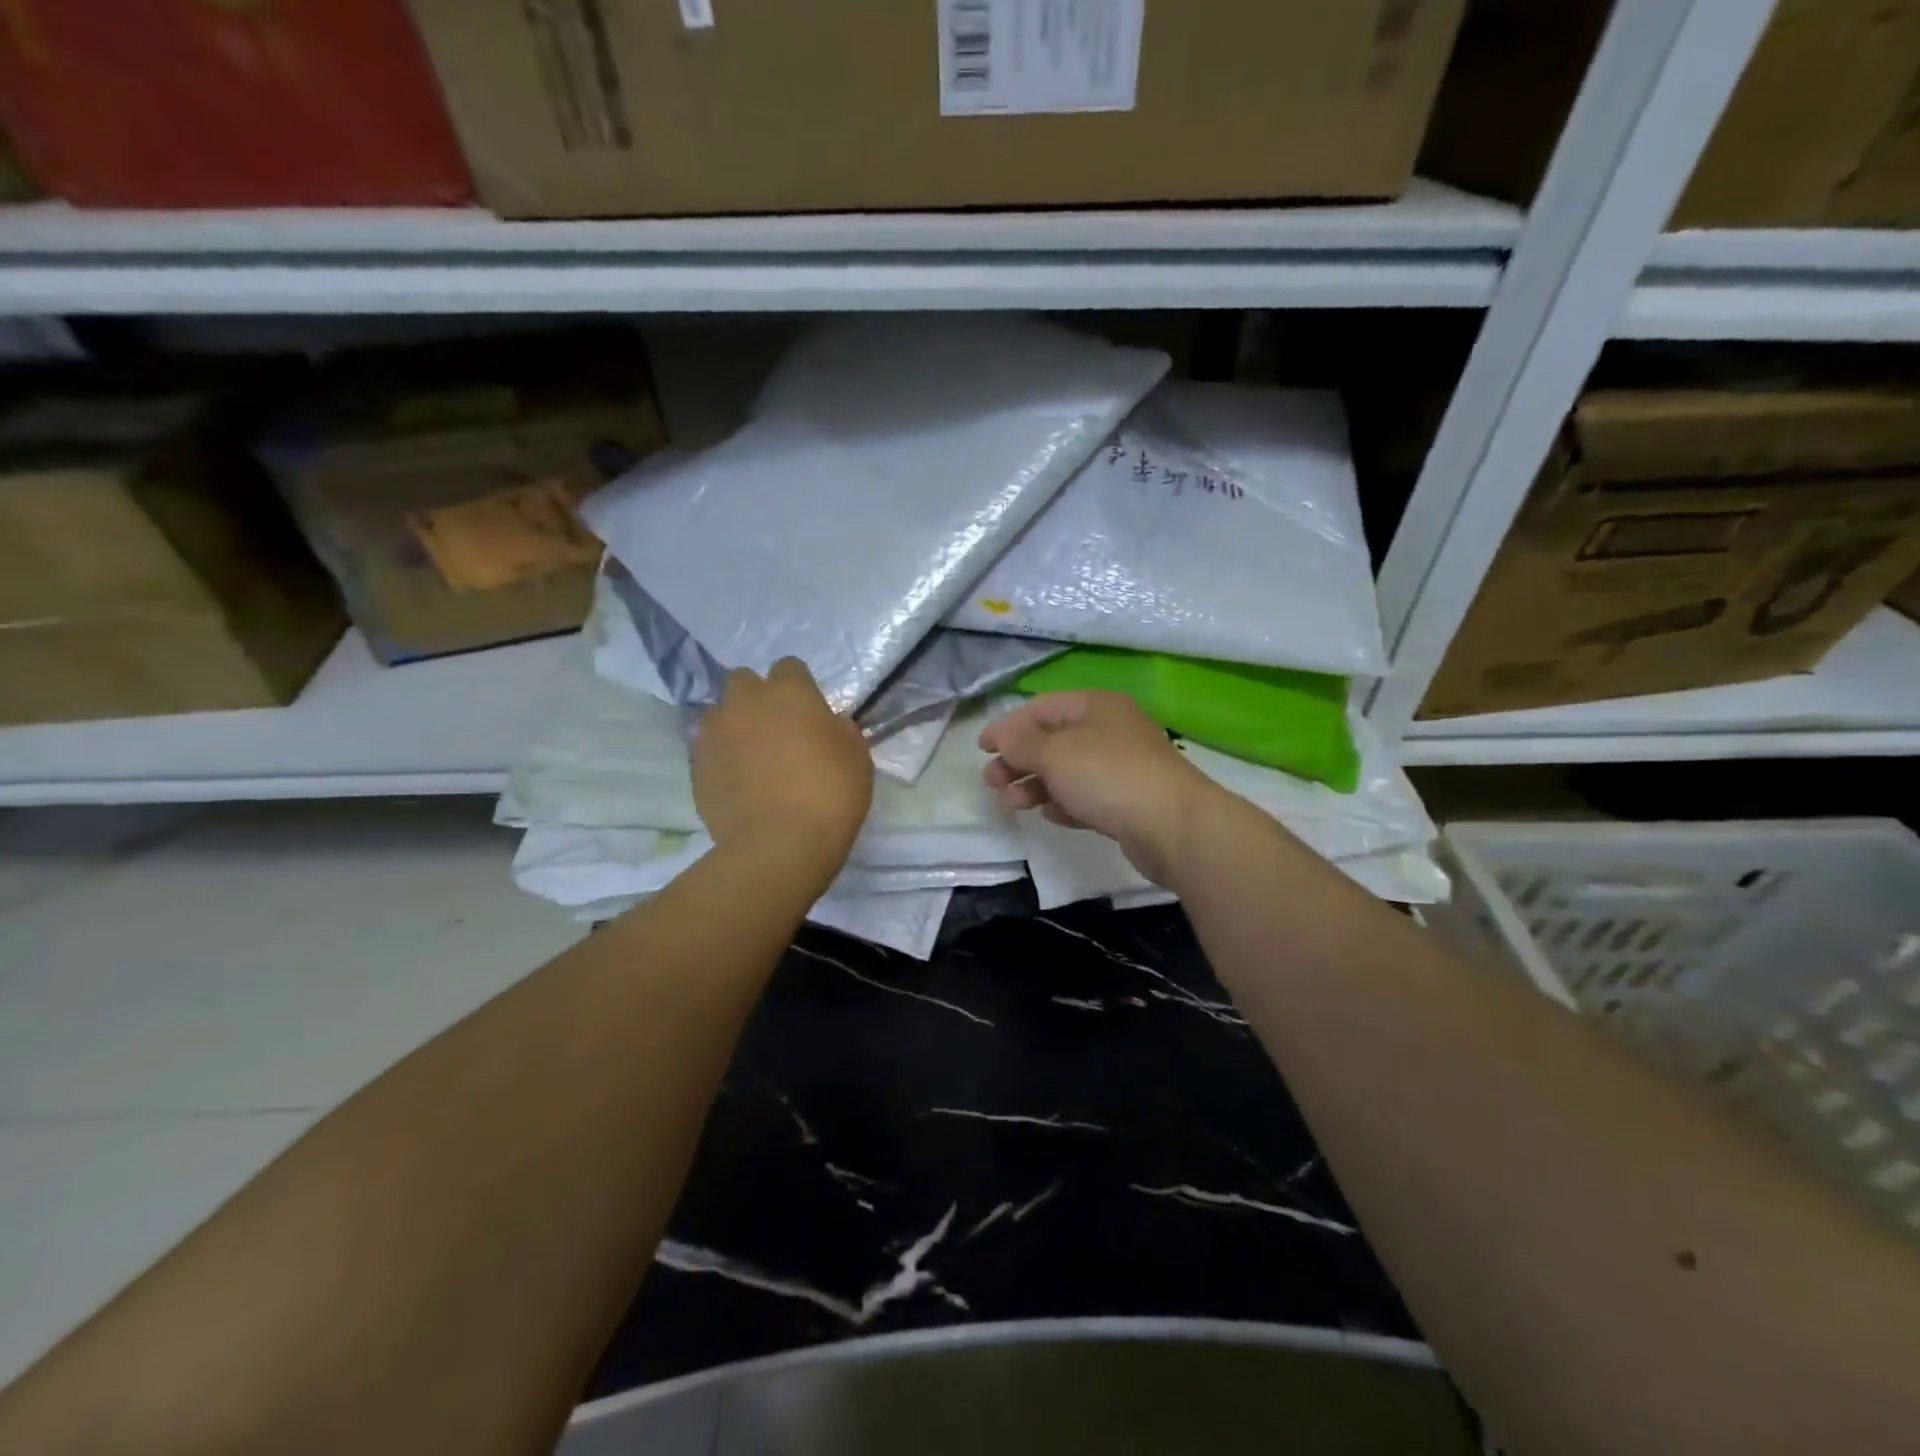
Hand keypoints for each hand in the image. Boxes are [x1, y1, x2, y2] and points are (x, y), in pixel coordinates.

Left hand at [693, 659, 873, 878]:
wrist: (778, 845)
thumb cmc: (830, 794)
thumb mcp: (857, 757)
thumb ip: (840, 730)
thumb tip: (828, 725)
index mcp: (788, 692)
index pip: (789, 667)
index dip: (799, 687)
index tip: (809, 713)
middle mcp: (745, 702)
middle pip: (744, 681)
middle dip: (757, 698)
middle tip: (777, 730)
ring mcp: (714, 734)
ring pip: (720, 715)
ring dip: (735, 727)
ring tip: (752, 760)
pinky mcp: (696, 767)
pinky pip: (709, 751)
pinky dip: (722, 760)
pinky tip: (739, 785)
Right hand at [980, 691, 1220, 885]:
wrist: (1173, 825)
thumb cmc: (1107, 775)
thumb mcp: (1054, 753)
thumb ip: (1022, 745)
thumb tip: (1003, 739)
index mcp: (1096, 706)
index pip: (1041, 708)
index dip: (1008, 726)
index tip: (981, 750)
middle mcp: (1110, 730)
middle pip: (1053, 740)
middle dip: (1018, 760)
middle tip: (992, 782)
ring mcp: (1122, 767)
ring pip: (1067, 771)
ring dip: (1035, 785)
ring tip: (1013, 804)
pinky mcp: (1128, 801)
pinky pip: (1086, 796)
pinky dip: (1063, 802)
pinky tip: (1049, 815)